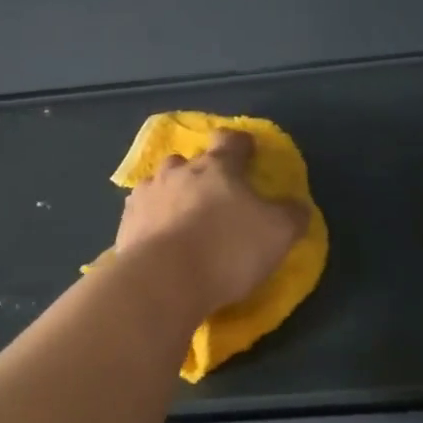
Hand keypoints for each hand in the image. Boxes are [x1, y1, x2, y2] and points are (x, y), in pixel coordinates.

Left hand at [116, 130, 308, 313]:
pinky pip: (141, 214)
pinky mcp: (125, 225)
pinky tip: (158, 240)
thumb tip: (297, 206)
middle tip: (212, 195)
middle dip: (199, 172)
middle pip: (188, 161)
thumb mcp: (278, 233)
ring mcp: (147, 196)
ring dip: (171, 194)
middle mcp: (178, 172)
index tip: (248, 152)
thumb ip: (291, 215)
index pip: (230, 141)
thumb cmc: (227, 249)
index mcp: (217, 167)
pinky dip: (151, 222)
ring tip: (180, 218)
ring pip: (160, 184)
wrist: (163, 281)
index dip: (241, 144)